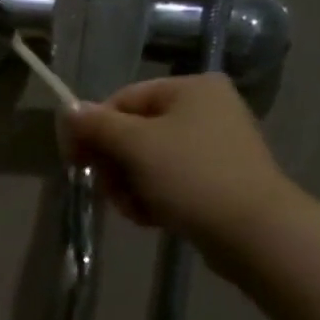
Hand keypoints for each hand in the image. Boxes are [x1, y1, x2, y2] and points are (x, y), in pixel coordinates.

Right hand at [61, 73, 304, 267]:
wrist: (252, 231)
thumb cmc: (191, 176)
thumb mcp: (135, 145)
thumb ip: (97, 125)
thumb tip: (68, 110)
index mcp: (190, 89)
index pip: (121, 101)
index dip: (93, 130)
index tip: (76, 162)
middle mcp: (204, 109)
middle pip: (131, 133)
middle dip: (114, 166)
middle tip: (111, 190)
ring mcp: (211, 146)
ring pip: (144, 162)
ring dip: (128, 187)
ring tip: (135, 208)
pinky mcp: (214, 178)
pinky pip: (165, 181)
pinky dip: (151, 198)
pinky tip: (152, 216)